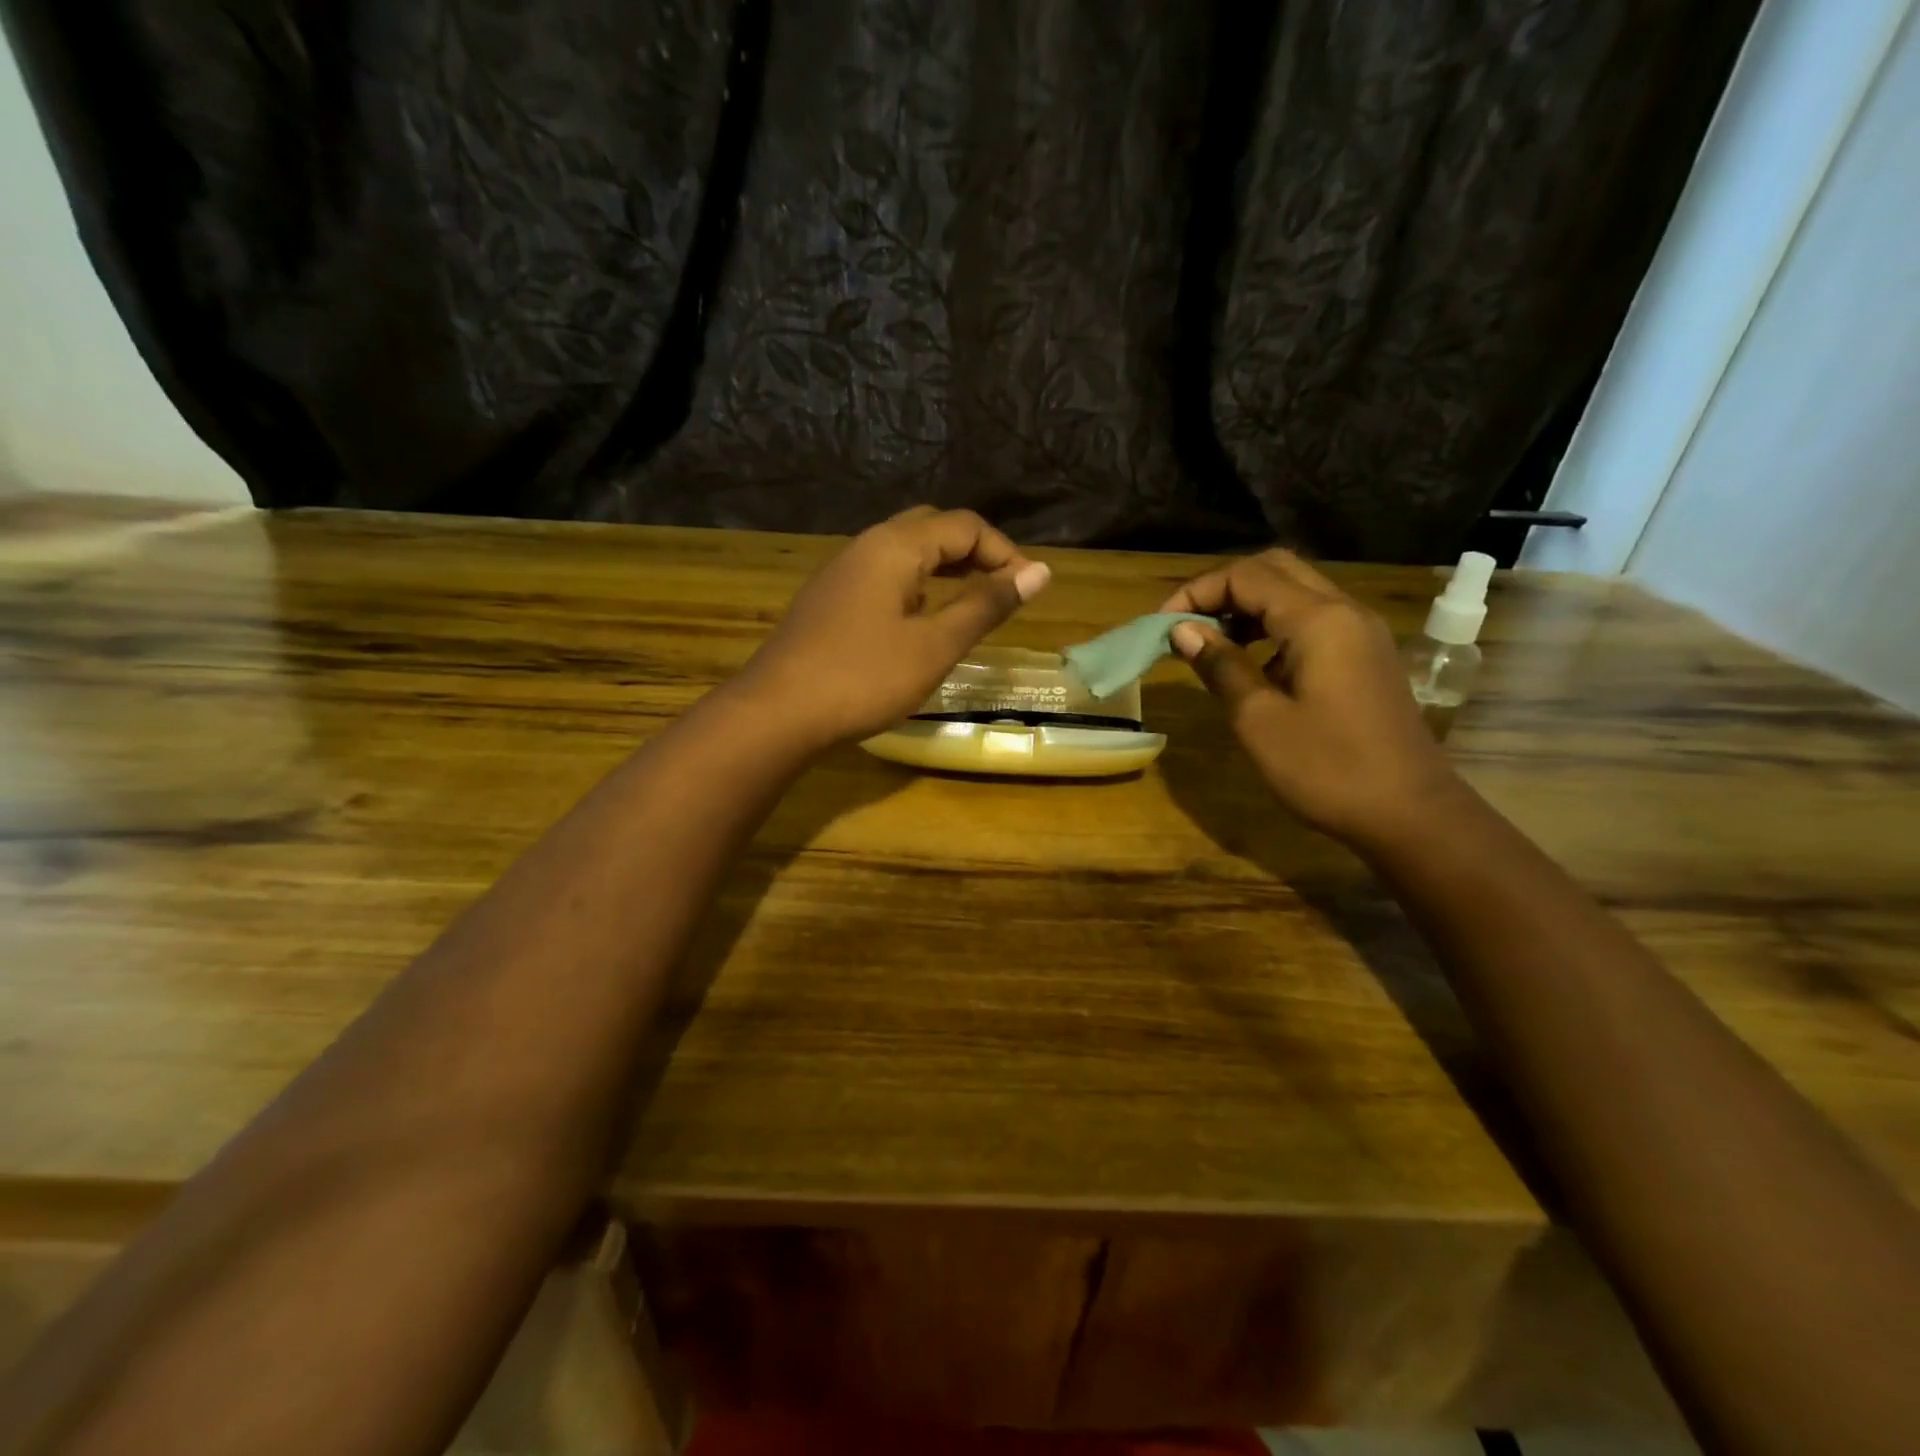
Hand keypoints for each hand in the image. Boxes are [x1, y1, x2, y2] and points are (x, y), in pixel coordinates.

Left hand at [732, 506, 1050, 749]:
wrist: (777, 712)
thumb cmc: (864, 678)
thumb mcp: (935, 645)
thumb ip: (985, 605)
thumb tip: (1038, 572)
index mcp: (895, 546)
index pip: (964, 526)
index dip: (1005, 551)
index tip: (1030, 590)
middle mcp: (866, 545)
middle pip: (932, 528)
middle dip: (975, 552)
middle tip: (1002, 590)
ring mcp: (842, 572)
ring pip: (904, 550)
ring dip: (944, 567)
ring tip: (971, 602)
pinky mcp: (829, 599)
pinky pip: (883, 574)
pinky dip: (916, 584)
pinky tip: (920, 618)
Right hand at [1162, 550, 1463, 848]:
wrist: (1411, 814)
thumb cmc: (1328, 769)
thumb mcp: (1259, 720)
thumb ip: (1221, 667)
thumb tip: (1183, 631)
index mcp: (1319, 621)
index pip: (1246, 576)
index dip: (1197, 592)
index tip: (1163, 626)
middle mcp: (1344, 611)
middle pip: (1275, 569)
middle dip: (1223, 588)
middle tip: (1188, 625)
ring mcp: (1361, 633)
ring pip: (1296, 592)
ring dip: (1249, 606)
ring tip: (1212, 644)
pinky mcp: (1365, 656)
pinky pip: (1314, 620)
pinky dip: (1274, 627)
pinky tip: (1255, 666)